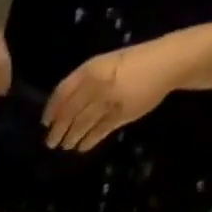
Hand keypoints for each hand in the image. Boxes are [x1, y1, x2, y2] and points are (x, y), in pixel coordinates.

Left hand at [43, 41, 182, 150]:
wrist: (165, 63)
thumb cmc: (133, 63)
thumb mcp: (105, 64)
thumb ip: (85, 82)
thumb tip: (63, 107)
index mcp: (90, 69)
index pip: (62, 93)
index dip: (51, 110)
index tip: (45, 123)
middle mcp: (96, 85)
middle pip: (68, 113)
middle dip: (57, 130)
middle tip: (51, 143)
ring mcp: (108, 101)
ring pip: (81, 125)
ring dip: (71, 138)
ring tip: (66, 146)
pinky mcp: (120, 115)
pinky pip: (98, 132)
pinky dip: (88, 142)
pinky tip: (82, 148)